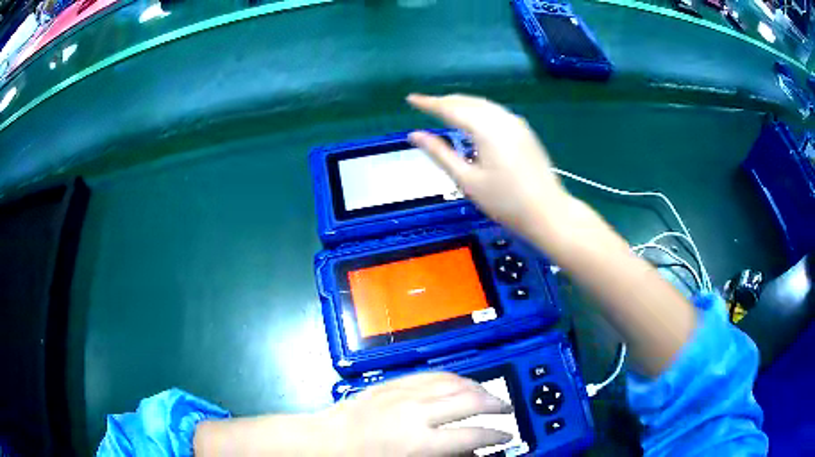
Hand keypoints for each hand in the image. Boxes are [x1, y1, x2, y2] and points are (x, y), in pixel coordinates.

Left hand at [324, 372, 512, 455]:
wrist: (327, 440)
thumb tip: (471, 452)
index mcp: (420, 441)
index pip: (472, 434)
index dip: (496, 435)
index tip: (508, 436)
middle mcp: (418, 413)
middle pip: (470, 401)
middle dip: (496, 404)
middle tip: (507, 410)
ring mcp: (405, 394)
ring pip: (455, 382)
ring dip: (478, 387)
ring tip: (490, 394)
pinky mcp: (395, 383)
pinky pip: (433, 374)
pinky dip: (455, 377)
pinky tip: (462, 382)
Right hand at [407, 93, 569, 240]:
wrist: (548, 212)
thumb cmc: (505, 202)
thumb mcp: (467, 181)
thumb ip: (440, 154)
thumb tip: (415, 135)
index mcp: (486, 129)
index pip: (451, 108)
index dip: (429, 103)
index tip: (410, 99)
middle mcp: (502, 118)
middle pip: (468, 102)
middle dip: (445, 101)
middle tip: (424, 104)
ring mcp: (516, 123)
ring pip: (483, 104)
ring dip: (461, 103)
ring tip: (443, 108)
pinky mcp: (524, 130)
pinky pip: (495, 111)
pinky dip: (477, 109)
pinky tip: (471, 118)